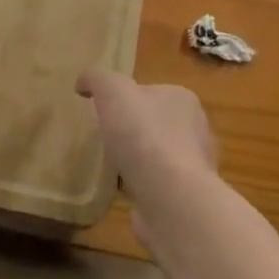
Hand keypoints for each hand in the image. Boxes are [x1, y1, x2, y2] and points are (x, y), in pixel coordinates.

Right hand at [77, 71, 216, 239]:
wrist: (170, 198)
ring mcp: (193, 168)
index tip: (104, 109)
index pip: (151, 91)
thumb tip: (83, 83)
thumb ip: (97, 79)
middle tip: (105, 137)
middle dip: (133, 130)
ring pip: (158, 157)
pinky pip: (158, 187)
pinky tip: (123, 192)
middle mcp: (195, 130)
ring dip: (138, 161)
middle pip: (155, 124)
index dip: (127, 98)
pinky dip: (142, 188)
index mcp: (182, 100)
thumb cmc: (144, 135)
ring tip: (111, 166)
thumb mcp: (112, 90)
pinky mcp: (185, 199)